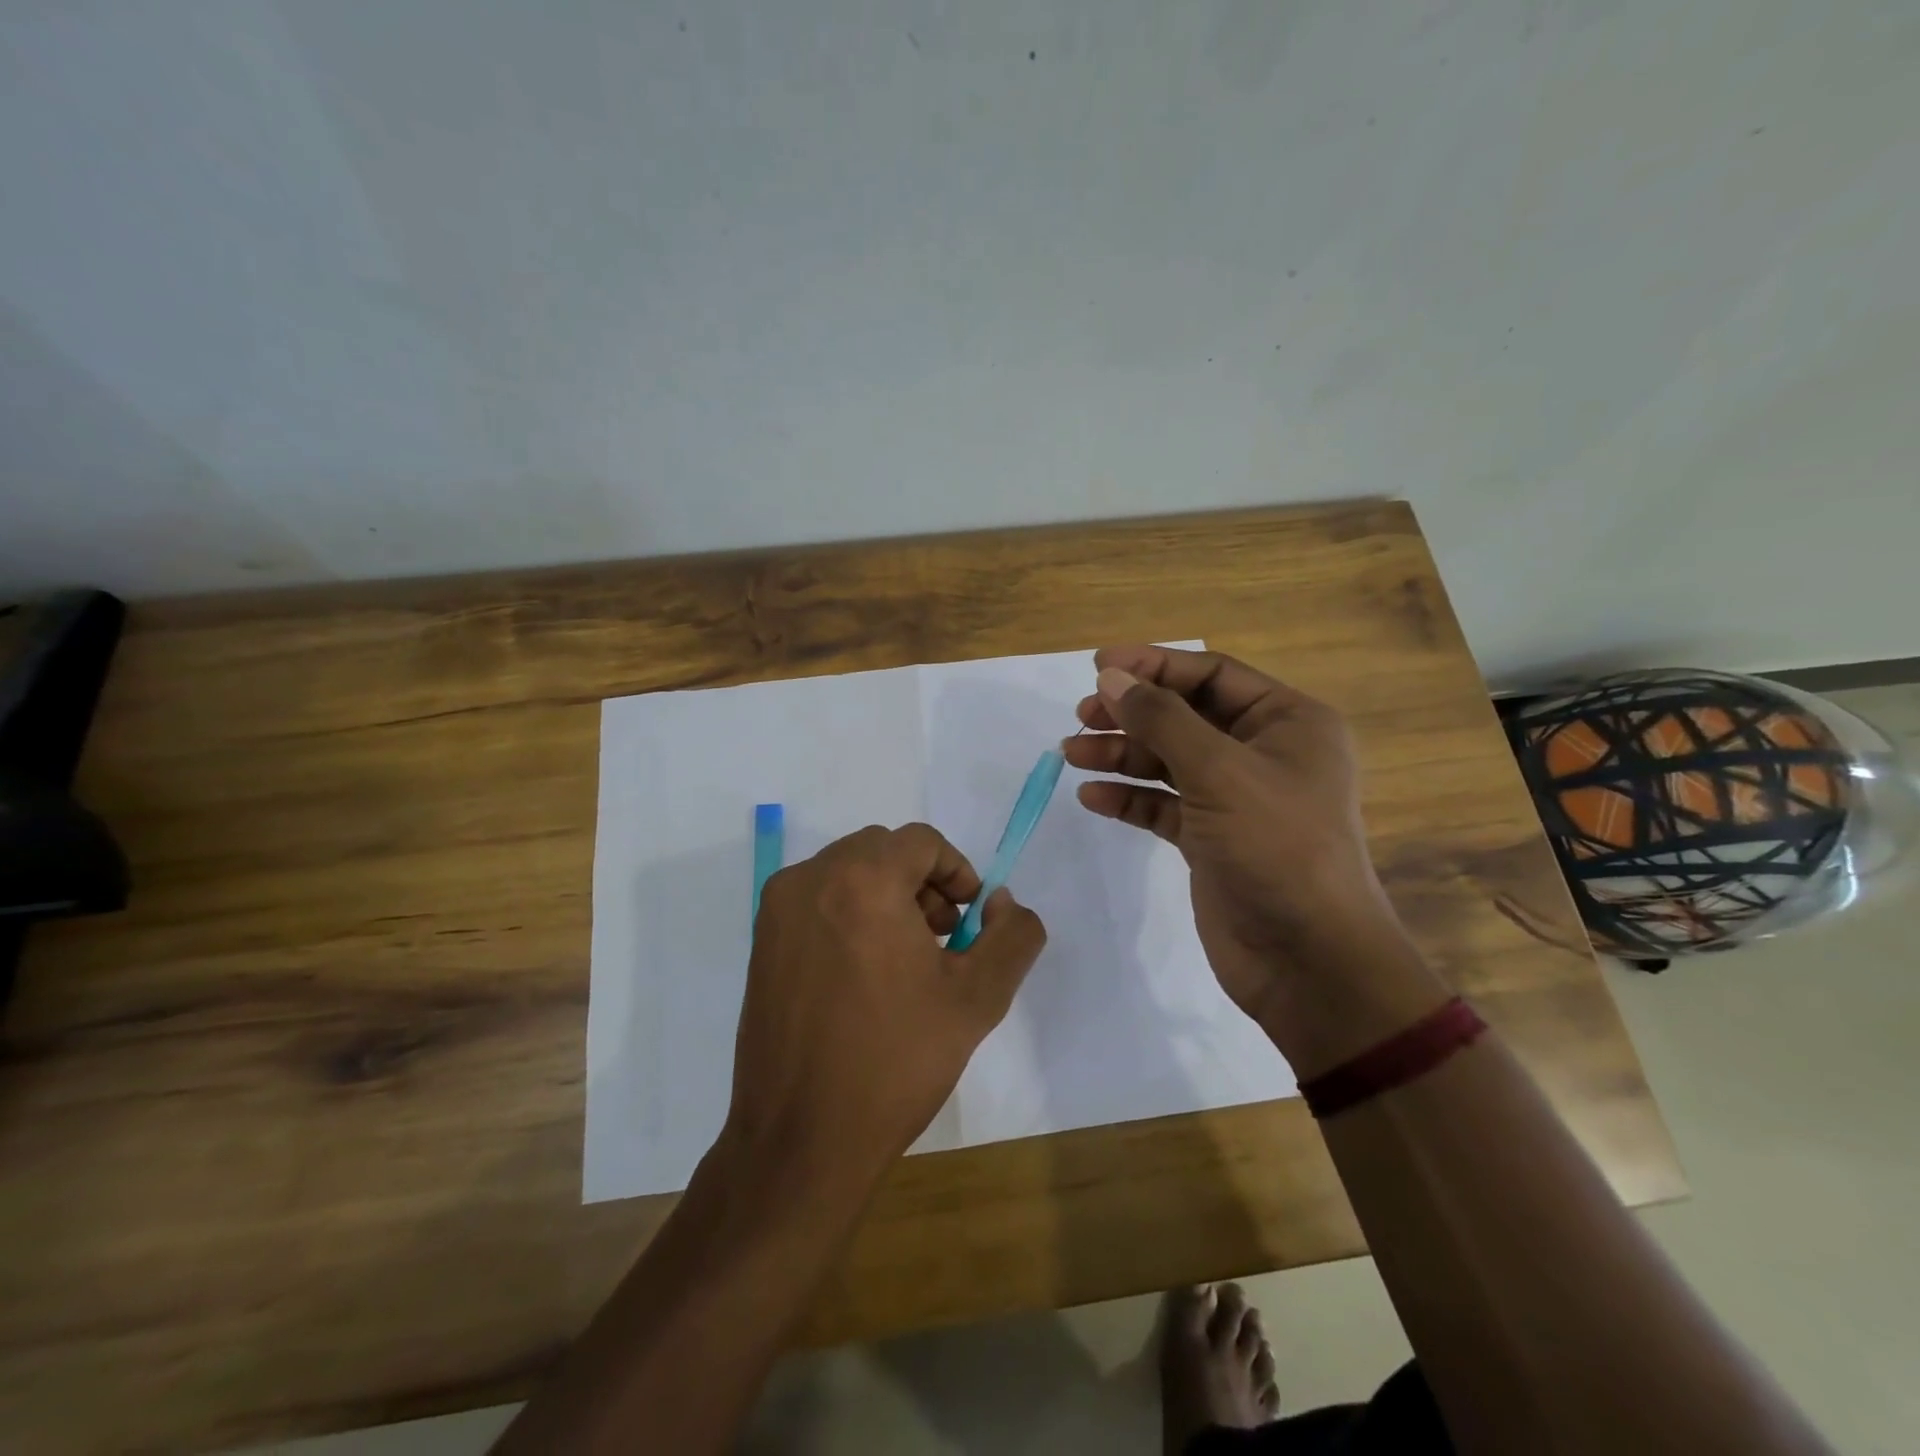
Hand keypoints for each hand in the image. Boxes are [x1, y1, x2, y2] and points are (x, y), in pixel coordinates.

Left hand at [725, 824, 1046, 1191]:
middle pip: (883, 851)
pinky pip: (818, 900)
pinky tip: (864, 974)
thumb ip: (1012, 935)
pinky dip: (850, 913)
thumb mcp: (978, 998)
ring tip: (906, 959)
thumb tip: (1000, 901)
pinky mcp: (761, 942)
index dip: (956, 871)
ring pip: (847, 872)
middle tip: (942, 938)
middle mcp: (811, 879)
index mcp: (863, 880)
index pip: (921, 841)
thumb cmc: (895, 1061)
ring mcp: (778, 910)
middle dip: (922, 882)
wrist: (801, 1139)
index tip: (969, 919)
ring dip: (886, 895)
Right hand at [1063, 646, 1445, 1074]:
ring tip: (1071, 754)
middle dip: (1132, 713)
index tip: (1098, 667)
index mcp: (1287, 722)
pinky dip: (1129, 798)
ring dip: (1121, 755)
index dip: (1153, 665)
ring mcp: (1235, 798)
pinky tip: (1092, 797)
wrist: (1307, 959)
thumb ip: (1161, 719)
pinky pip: (1163, 805)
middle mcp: (1263, 753)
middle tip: (1082, 715)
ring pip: (1168, 761)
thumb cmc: (1276, 847)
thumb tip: (1112, 677)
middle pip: (1185, 716)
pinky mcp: (1211, 839)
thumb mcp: (1218, 771)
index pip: (1211, 675)